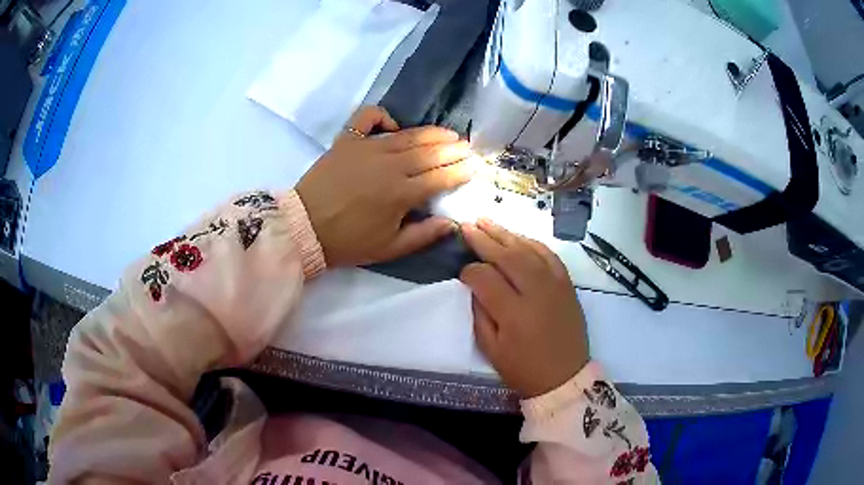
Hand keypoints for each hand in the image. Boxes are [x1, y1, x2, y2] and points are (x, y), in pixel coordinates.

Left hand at [296, 106, 474, 266]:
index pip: (441, 177)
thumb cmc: (348, 241)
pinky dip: (382, 116)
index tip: (475, 167)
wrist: (304, 227)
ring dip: (432, 133)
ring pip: (408, 135)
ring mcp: (367, 148)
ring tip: (449, 134)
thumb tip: (452, 223)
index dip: (461, 171)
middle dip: (454, 150)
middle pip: (430, 153)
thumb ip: (423, 235)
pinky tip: (393, 125)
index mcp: (401, 193)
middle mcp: (389, 165)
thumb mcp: (389, 249)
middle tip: (468, 148)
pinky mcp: (347, 140)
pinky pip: (367, 117)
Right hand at [459, 219, 589, 397]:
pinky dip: (532, 242)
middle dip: (484, 239)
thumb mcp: (492, 350)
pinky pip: (549, 255)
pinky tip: (518, 236)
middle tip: (467, 225)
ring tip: (486, 221)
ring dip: (506, 233)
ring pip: (528, 249)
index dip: (469, 272)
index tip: (462, 274)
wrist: (565, 376)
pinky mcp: (567, 284)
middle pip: (507, 256)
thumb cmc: (524, 369)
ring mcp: (555, 284)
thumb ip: (479, 315)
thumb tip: (473, 287)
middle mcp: (536, 292)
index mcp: (514, 313)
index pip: (485, 278)